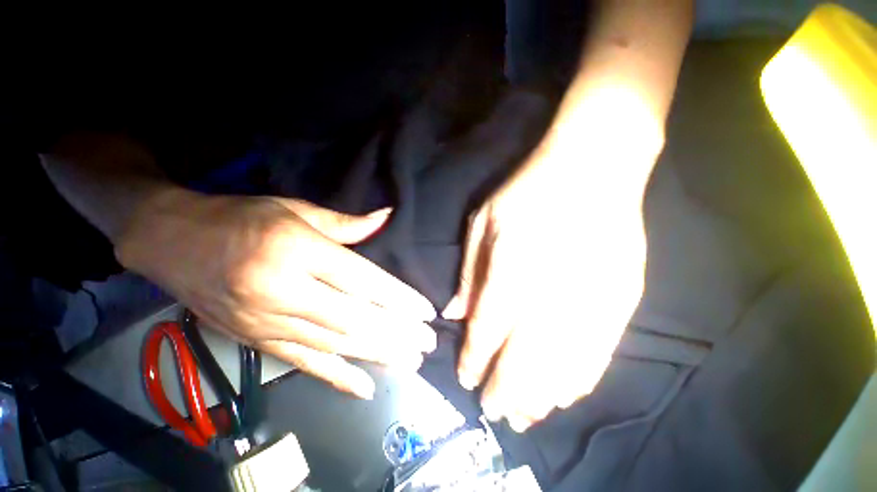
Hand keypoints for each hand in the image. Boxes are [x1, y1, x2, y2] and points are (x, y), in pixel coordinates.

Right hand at [117, 189, 436, 398]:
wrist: (171, 239)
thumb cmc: (241, 218)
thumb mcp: (296, 210)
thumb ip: (347, 223)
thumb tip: (387, 217)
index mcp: (298, 251)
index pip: (364, 280)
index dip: (399, 298)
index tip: (426, 312)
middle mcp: (285, 290)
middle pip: (356, 318)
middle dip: (397, 333)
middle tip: (428, 343)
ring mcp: (269, 321)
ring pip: (336, 345)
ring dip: (379, 355)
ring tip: (411, 361)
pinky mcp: (256, 341)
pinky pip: (302, 363)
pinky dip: (337, 377)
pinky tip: (366, 388)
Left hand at [443, 124, 656, 431]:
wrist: (593, 167)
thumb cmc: (529, 189)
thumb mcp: (483, 221)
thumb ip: (470, 271)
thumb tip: (455, 313)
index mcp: (512, 266)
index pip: (487, 328)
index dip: (474, 357)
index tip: (465, 378)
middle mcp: (551, 291)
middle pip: (523, 358)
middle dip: (505, 389)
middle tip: (492, 411)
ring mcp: (592, 298)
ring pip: (562, 366)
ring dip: (539, 396)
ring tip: (523, 418)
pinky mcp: (623, 298)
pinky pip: (599, 353)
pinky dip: (578, 380)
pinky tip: (563, 396)